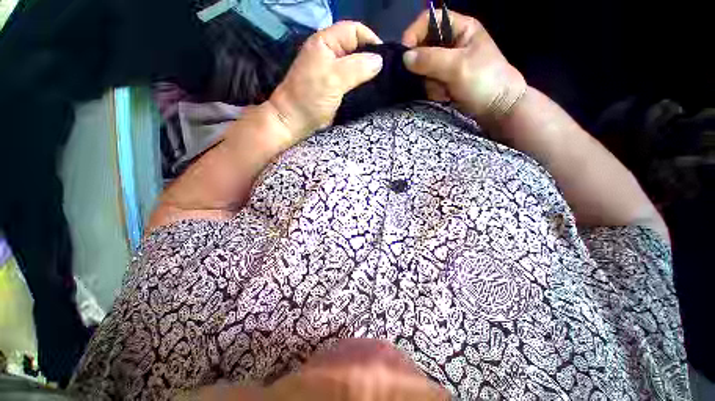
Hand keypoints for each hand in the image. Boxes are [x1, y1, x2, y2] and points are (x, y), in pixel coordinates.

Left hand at [268, 21, 383, 142]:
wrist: (296, 120)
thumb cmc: (311, 97)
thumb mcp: (333, 79)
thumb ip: (357, 68)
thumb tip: (379, 61)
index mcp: (326, 42)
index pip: (354, 30)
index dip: (370, 40)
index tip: (384, 59)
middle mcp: (330, 52)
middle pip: (356, 47)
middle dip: (371, 58)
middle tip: (384, 74)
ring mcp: (332, 70)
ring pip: (356, 65)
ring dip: (368, 73)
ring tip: (380, 83)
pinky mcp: (335, 86)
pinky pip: (353, 79)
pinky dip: (362, 83)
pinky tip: (370, 90)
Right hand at [402, 10, 525, 120]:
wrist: (496, 107)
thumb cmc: (483, 80)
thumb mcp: (458, 66)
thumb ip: (430, 59)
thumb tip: (404, 57)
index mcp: (460, 28)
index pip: (429, 21)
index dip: (414, 33)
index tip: (405, 53)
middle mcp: (451, 43)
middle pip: (423, 47)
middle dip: (424, 66)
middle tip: (432, 78)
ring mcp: (447, 63)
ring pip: (424, 69)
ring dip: (430, 82)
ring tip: (444, 91)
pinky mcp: (444, 80)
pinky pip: (428, 82)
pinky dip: (433, 90)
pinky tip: (445, 95)